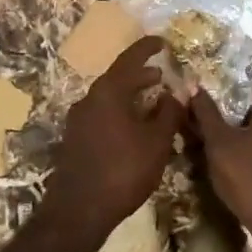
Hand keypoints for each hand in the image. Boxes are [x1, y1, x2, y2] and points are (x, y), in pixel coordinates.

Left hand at [41, 37, 182, 242]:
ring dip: (131, 96)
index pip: (130, 59)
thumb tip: (175, 92)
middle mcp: (89, 99)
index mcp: (108, 92)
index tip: (162, 41)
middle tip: (162, 77)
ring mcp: (79, 119)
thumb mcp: (156, 142)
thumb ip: (169, 113)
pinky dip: (121, 112)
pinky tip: (135, 128)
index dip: (147, 48)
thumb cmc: (123, 170)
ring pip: (110, 98)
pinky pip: (102, 114)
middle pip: (118, 78)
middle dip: (141, 76)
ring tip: (153, 102)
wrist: (78, 210)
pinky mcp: (76, 139)